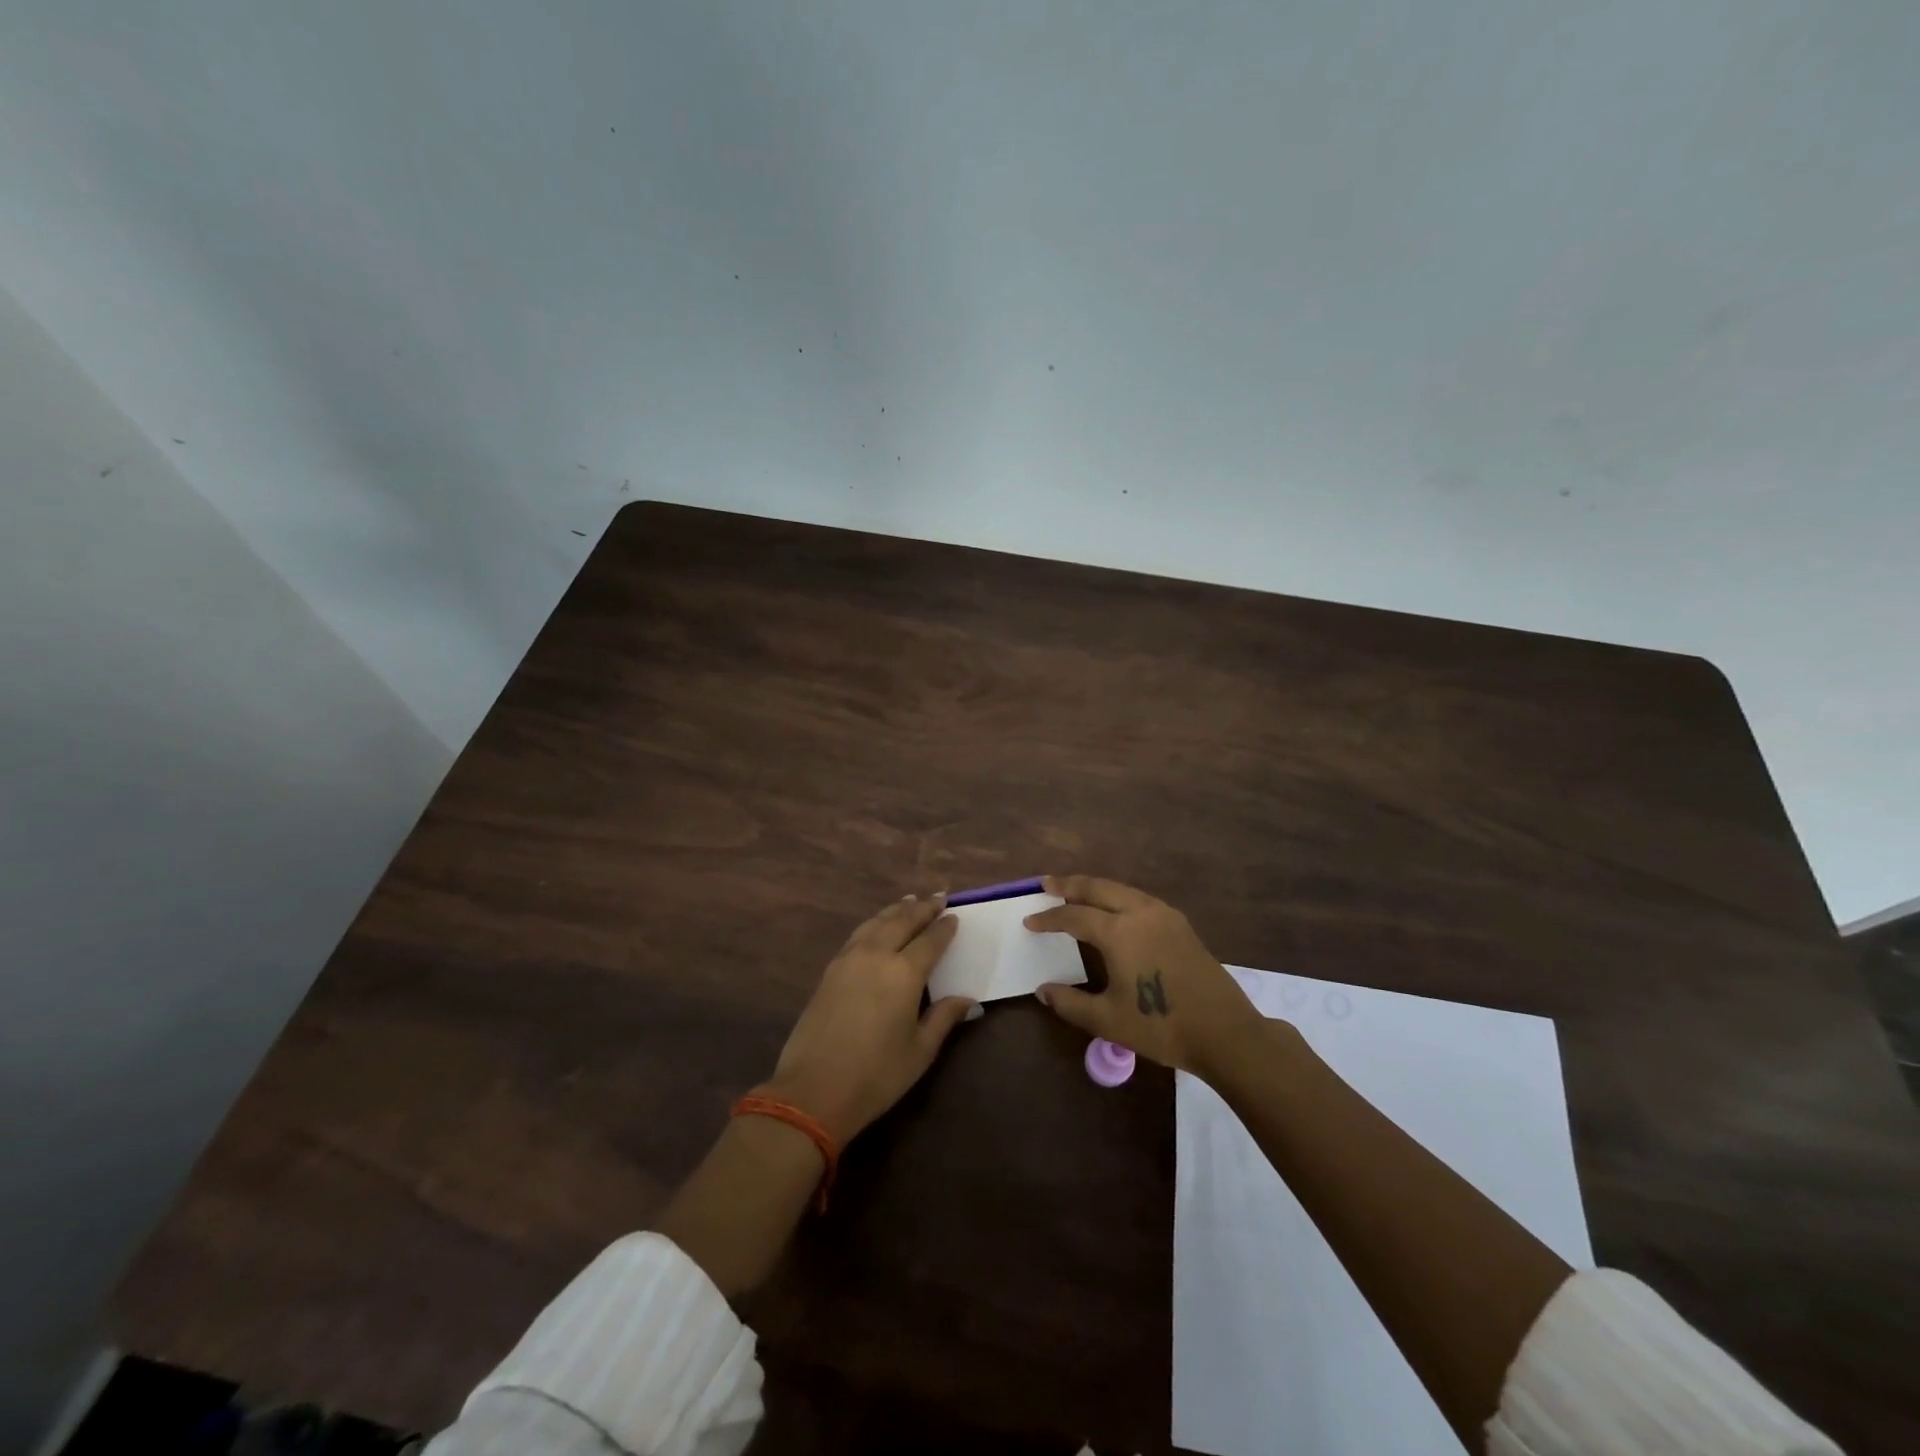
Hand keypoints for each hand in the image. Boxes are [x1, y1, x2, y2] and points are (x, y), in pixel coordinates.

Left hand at [761, 894, 975, 1143]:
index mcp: (904, 973)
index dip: (944, 928)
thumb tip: (969, 1000)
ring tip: (909, 901)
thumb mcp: (920, 1050)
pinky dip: (873, 923)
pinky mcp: (830, 970)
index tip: (955, 916)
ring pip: (876, 923)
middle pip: (902, 922)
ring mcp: (849, 960)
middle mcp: (877, 956)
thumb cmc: (876, 1075)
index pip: (930, 941)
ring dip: (896, 910)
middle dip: (922, 908)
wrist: (813, 1090)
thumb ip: (944, 1018)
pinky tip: (877, 926)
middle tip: (938, 897)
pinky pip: (858, 934)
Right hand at [1024, 875, 1259, 1075]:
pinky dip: (1117, 896)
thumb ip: (1070, 1003)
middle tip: (1047, 884)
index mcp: (1119, 932)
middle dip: (1070, 884)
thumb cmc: (1161, 1026)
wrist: (1225, 1033)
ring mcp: (1164, 915)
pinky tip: (1113, 908)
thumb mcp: (1107, 1020)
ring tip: (1075, 891)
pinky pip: (1139, 898)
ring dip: (1095, 887)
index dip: (1049, 918)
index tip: (1029, 921)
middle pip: (1098, 888)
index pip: (1074, 916)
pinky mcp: (1180, 924)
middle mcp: (1140, 912)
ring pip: (1121, 889)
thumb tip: (1043, 990)